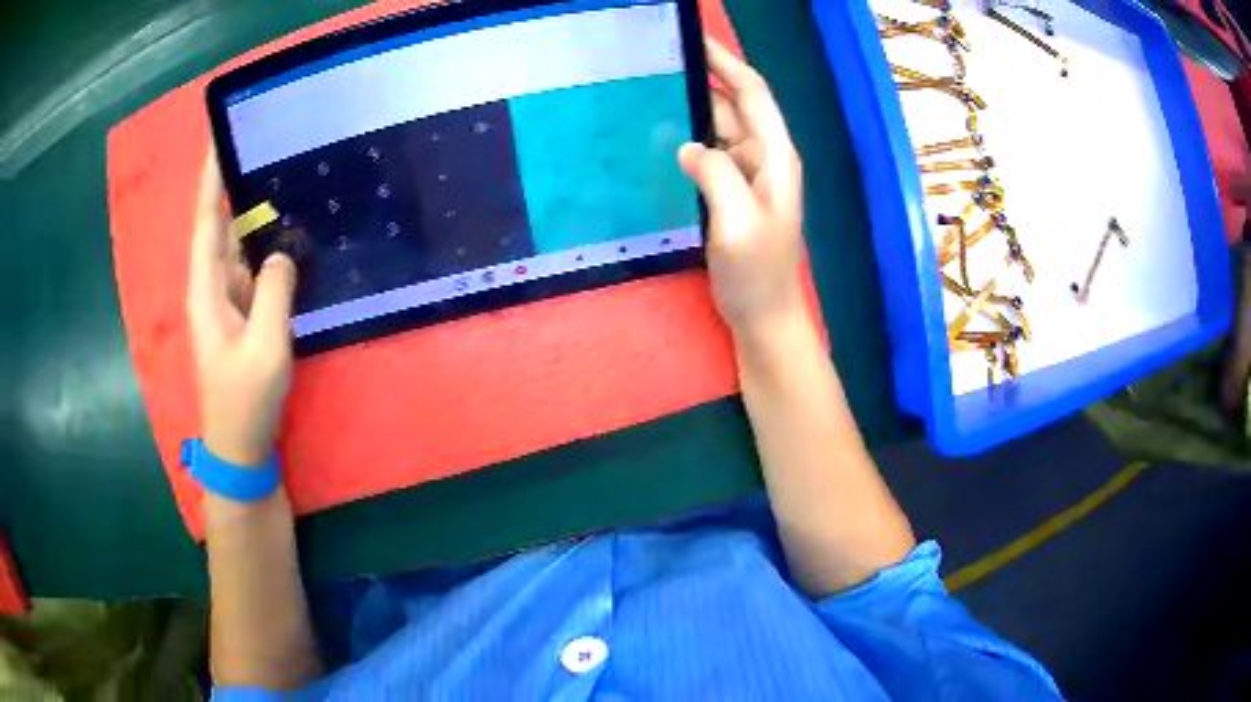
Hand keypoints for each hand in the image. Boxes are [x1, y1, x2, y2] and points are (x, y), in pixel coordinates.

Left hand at [187, 152, 297, 467]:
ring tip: (281, 173)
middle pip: (221, 223)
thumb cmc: (245, 400)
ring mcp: (229, 299)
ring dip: (255, 210)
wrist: (240, 446)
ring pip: (239, 243)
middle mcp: (213, 285)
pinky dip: (268, 243)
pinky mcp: (245, 312)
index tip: (221, 136)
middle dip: (236, 182)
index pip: (207, 220)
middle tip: (266, 143)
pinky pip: (255, 266)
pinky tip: (288, 228)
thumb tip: (282, 251)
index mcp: (207, 288)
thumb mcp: (264, 348)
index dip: (212, 177)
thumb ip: (274, 293)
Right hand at [679, 38, 805, 336]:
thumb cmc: (757, 274)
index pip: (752, 94)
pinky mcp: (729, 191)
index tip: (692, 40)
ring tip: (646, 95)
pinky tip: (656, 138)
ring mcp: (746, 175)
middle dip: (699, 81)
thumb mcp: (739, 224)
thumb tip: (687, 144)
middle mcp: (763, 157)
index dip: (725, 62)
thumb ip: (718, 176)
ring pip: (717, 127)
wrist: (762, 315)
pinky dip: (685, 139)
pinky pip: (707, 153)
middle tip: (652, 68)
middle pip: (731, 105)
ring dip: (688, 110)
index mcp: (775, 156)